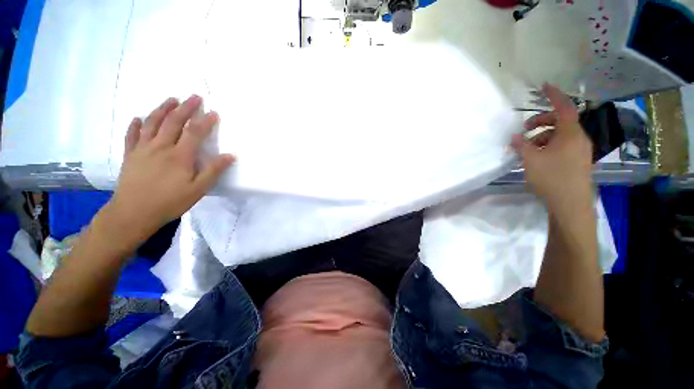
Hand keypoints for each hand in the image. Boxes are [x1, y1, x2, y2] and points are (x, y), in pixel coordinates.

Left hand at [105, 95, 234, 245]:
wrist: (133, 213)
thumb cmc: (170, 201)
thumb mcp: (198, 189)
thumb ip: (214, 170)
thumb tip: (230, 156)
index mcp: (180, 155)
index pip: (195, 132)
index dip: (205, 121)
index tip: (214, 112)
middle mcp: (160, 147)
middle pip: (174, 122)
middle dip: (186, 108)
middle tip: (194, 97)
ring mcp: (143, 149)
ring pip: (152, 123)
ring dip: (162, 109)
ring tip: (171, 99)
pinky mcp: (130, 155)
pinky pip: (132, 135)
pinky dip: (135, 125)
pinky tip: (138, 118)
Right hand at [511, 84, 592, 211]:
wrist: (570, 203)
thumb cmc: (551, 178)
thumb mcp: (531, 160)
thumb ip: (521, 145)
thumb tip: (515, 136)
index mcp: (570, 133)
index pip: (564, 107)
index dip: (554, 95)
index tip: (544, 86)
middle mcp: (579, 138)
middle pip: (561, 121)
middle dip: (541, 122)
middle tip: (524, 129)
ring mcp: (580, 150)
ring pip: (561, 135)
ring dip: (543, 136)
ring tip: (527, 148)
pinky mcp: (578, 161)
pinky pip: (563, 145)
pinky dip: (549, 146)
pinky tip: (537, 157)